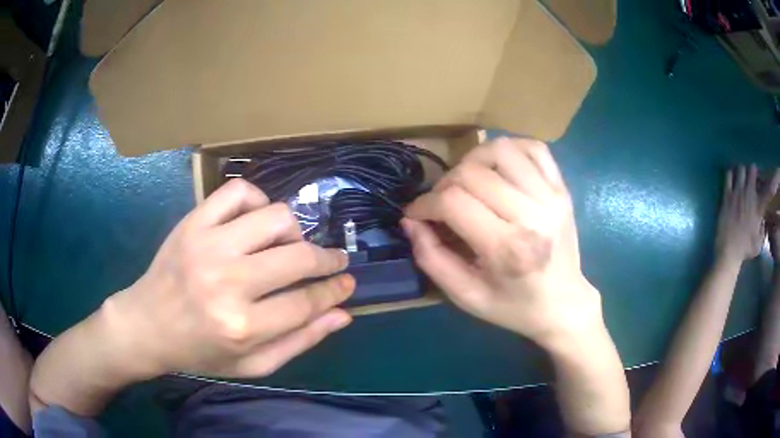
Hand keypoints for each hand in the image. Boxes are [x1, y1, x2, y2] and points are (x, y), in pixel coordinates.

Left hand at [100, 179, 353, 378]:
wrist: (147, 325)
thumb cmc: (200, 352)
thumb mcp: (252, 366)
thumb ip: (299, 342)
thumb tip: (342, 314)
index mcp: (242, 326)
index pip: (307, 301)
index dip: (335, 291)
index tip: (348, 282)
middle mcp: (227, 282)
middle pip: (298, 257)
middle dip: (327, 260)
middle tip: (332, 261)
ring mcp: (208, 245)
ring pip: (274, 217)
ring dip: (293, 231)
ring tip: (288, 245)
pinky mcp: (193, 223)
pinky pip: (238, 193)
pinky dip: (257, 200)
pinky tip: (256, 220)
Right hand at [403, 137, 600, 346]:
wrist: (563, 304)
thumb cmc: (514, 306)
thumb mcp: (466, 296)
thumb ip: (431, 258)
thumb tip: (410, 220)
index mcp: (507, 248)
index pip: (453, 202)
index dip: (424, 204)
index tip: (417, 214)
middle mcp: (532, 214)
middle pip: (472, 172)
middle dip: (445, 184)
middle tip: (442, 204)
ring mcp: (552, 196)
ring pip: (501, 149)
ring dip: (474, 160)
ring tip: (469, 182)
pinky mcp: (562, 188)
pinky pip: (533, 147)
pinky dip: (509, 149)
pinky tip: (498, 168)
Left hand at [714, 165, 779, 263]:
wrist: (728, 252)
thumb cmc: (745, 250)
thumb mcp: (759, 243)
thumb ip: (762, 229)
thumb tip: (763, 221)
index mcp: (759, 207)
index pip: (770, 189)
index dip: (775, 178)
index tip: (778, 171)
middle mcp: (750, 195)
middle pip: (753, 170)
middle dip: (753, 172)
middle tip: (752, 178)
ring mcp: (737, 193)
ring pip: (741, 169)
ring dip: (742, 172)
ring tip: (742, 179)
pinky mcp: (727, 195)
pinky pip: (729, 175)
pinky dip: (731, 175)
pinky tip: (732, 181)